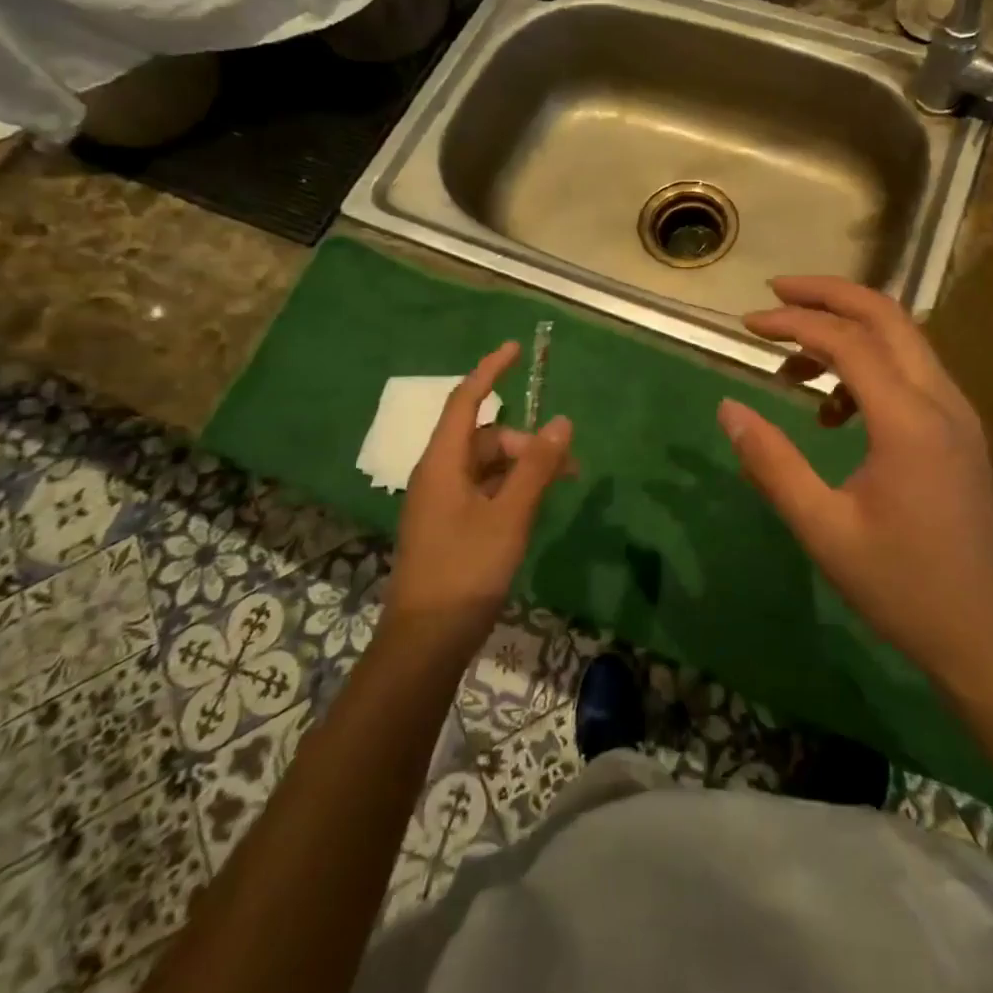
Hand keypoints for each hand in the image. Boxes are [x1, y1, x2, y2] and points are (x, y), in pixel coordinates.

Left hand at [383, 341, 573, 648]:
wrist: (426, 643)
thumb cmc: (465, 571)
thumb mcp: (509, 515)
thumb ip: (536, 467)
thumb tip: (562, 421)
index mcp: (442, 464)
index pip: (465, 400)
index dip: (490, 371)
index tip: (514, 349)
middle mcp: (438, 475)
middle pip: (485, 437)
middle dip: (526, 441)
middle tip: (567, 466)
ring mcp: (441, 503)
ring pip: (488, 466)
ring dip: (523, 467)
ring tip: (559, 487)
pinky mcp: (449, 526)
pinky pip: (484, 491)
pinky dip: (511, 489)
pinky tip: (533, 508)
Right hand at [716, 276, 992, 689]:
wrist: (983, 630)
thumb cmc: (900, 584)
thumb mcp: (822, 528)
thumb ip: (772, 463)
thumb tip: (727, 409)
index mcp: (909, 420)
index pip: (848, 341)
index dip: (793, 323)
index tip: (747, 325)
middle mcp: (940, 399)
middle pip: (886, 315)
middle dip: (827, 294)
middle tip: (775, 294)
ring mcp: (956, 411)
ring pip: (902, 338)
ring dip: (847, 330)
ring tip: (791, 362)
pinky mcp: (958, 427)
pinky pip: (910, 370)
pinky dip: (867, 365)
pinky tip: (833, 411)